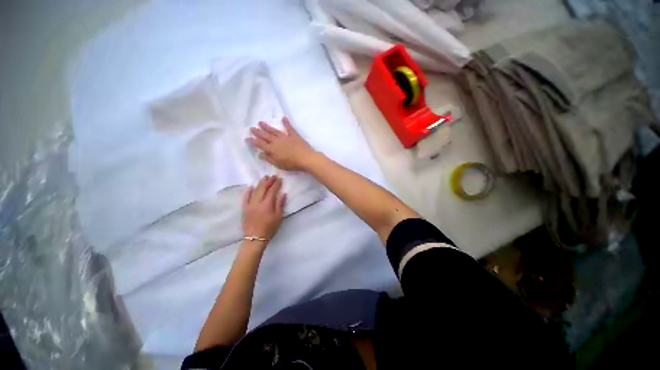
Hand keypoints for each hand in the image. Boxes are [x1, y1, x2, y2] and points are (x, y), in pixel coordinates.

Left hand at [242, 175, 286, 241]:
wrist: (255, 238)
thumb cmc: (270, 228)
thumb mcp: (279, 217)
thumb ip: (280, 204)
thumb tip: (283, 193)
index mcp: (267, 204)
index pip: (272, 190)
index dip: (276, 184)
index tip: (279, 179)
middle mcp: (257, 202)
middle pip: (263, 188)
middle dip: (268, 181)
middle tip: (273, 176)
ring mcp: (249, 205)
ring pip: (254, 191)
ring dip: (260, 183)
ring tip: (264, 178)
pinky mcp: (244, 208)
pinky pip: (245, 197)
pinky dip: (248, 191)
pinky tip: (251, 186)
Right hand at [247, 117, 314, 170]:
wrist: (306, 158)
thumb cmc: (292, 164)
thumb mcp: (278, 164)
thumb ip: (268, 159)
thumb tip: (260, 154)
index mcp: (272, 149)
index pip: (260, 144)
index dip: (253, 141)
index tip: (247, 138)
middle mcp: (277, 141)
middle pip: (265, 136)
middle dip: (258, 132)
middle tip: (252, 128)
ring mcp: (285, 137)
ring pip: (274, 131)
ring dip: (267, 127)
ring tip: (260, 122)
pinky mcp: (294, 135)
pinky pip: (289, 128)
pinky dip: (286, 123)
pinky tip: (283, 118)